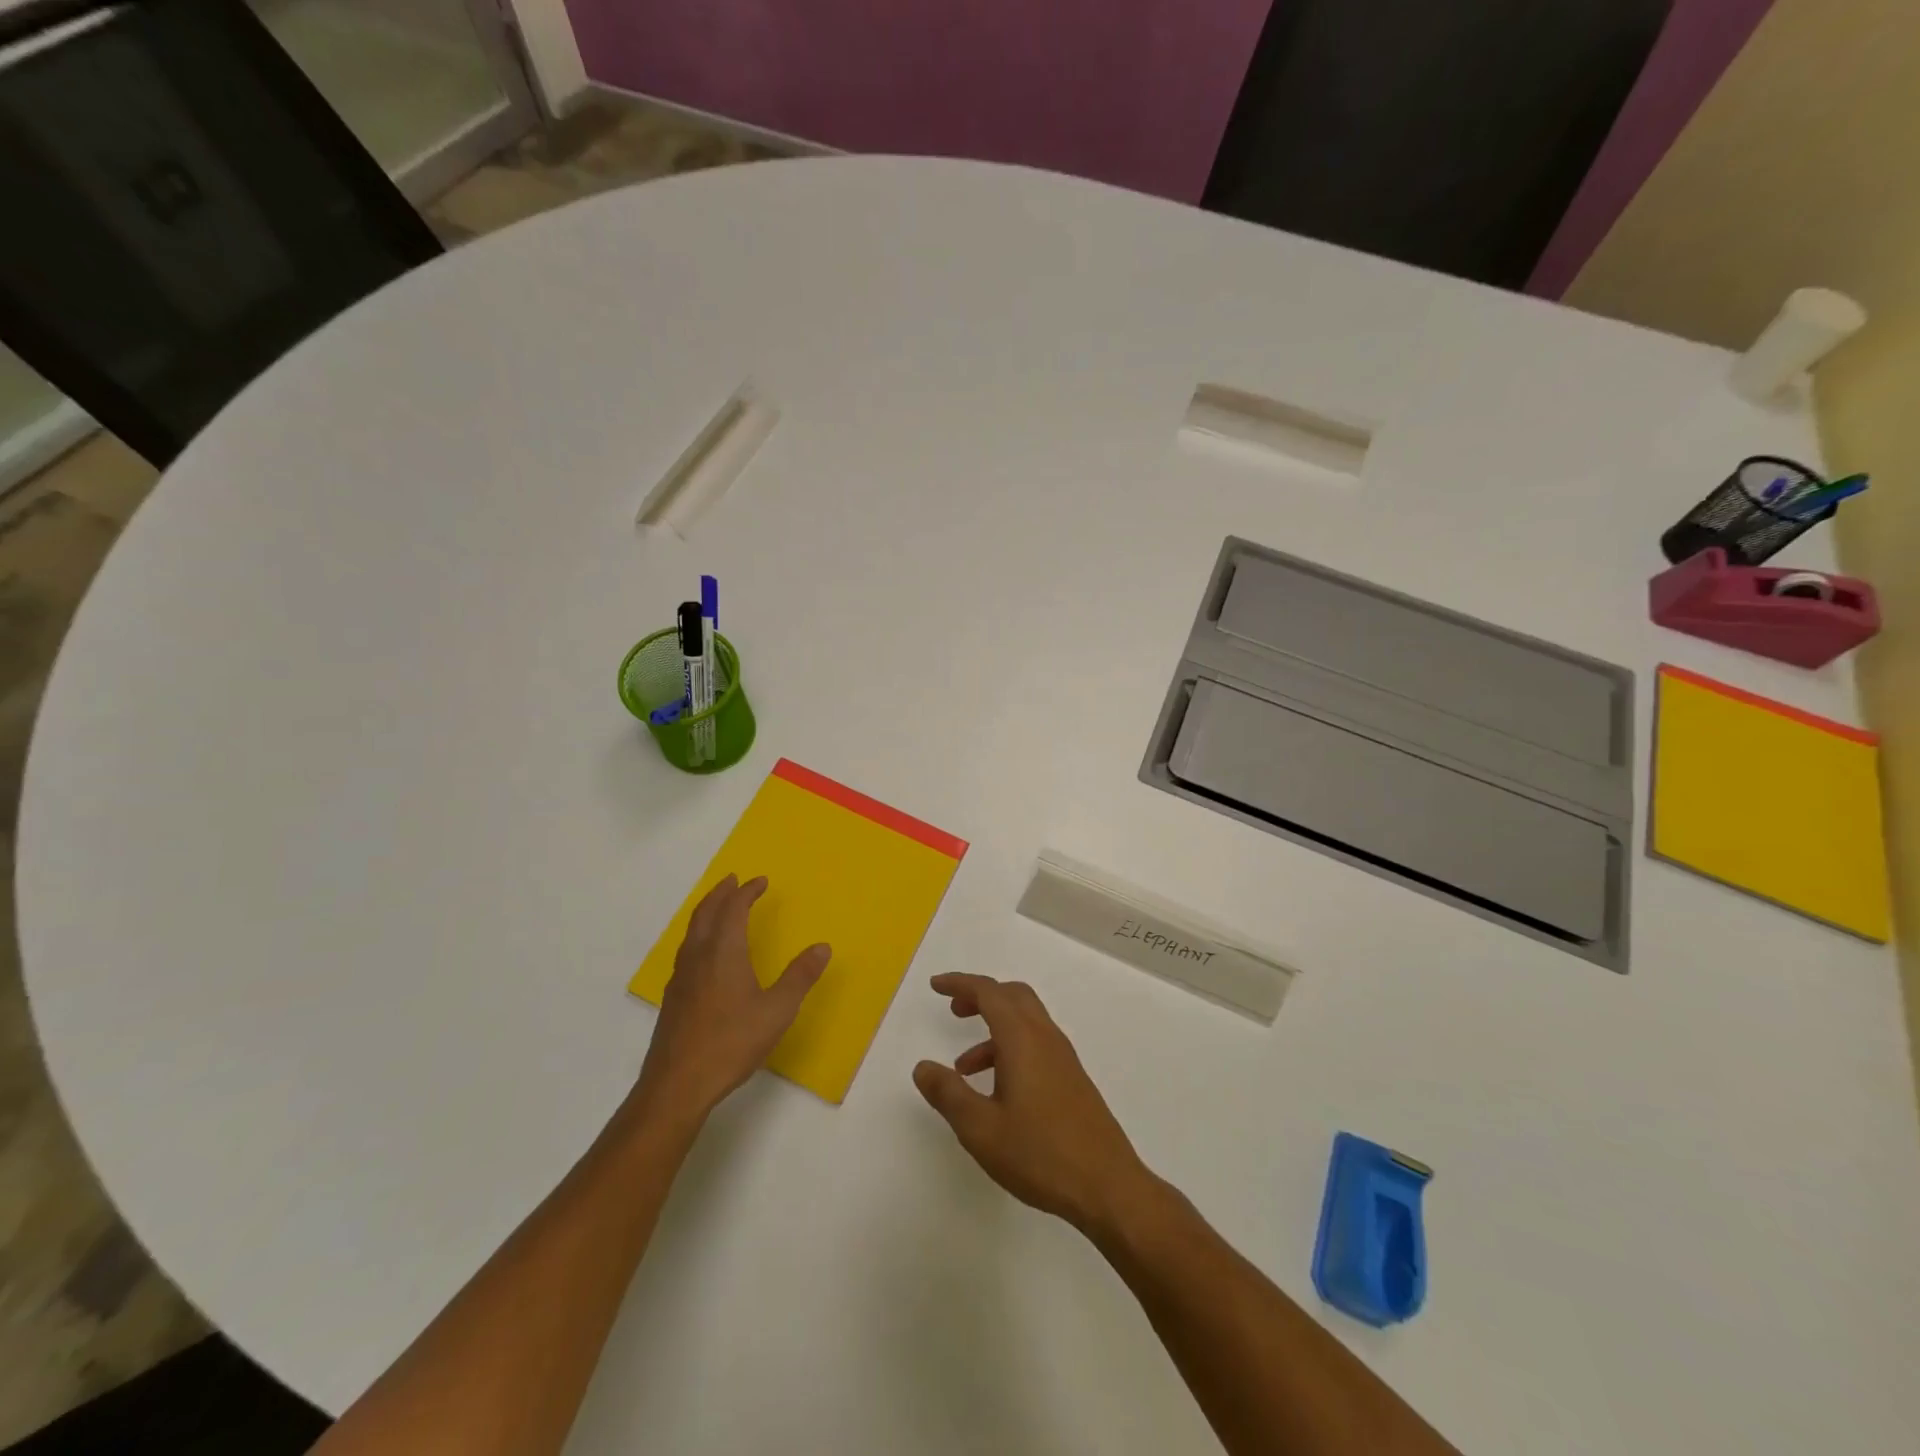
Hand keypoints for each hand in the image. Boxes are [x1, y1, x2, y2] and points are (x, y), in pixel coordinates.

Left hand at [635, 875, 830, 1122]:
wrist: (677, 1085)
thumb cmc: (731, 1042)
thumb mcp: (777, 1010)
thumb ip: (800, 977)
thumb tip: (822, 947)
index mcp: (723, 952)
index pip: (734, 909)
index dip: (747, 892)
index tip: (760, 882)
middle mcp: (698, 956)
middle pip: (706, 913)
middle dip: (720, 893)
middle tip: (733, 880)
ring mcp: (681, 978)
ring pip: (692, 931)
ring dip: (707, 912)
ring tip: (719, 908)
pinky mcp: (673, 998)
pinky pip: (686, 950)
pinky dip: (699, 935)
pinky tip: (704, 954)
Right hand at [912, 972, 1151, 1233]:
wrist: (1107, 1187)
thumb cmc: (1040, 1154)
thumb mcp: (981, 1129)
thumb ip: (948, 1094)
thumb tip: (922, 1067)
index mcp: (1022, 1039)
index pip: (989, 992)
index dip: (960, 983)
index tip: (935, 986)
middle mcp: (1045, 1038)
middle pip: (1012, 996)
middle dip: (980, 996)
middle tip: (954, 1009)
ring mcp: (1063, 1058)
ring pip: (1025, 1021)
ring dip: (993, 1028)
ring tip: (963, 1067)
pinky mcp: (1072, 1079)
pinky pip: (1036, 1044)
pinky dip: (1010, 1048)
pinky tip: (996, 1090)